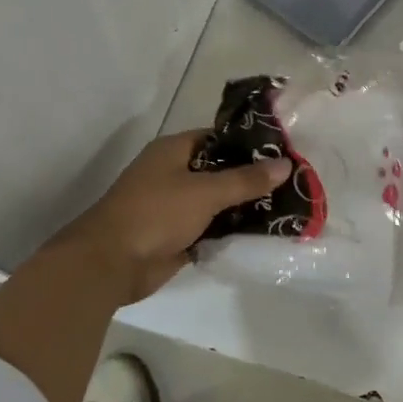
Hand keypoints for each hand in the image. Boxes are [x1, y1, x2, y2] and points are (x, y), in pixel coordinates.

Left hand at [48, 132, 291, 302]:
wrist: (110, 263)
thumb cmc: (155, 214)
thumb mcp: (205, 192)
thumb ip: (245, 180)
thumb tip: (285, 164)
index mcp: (173, 151)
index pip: (217, 138)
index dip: (248, 143)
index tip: (282, 151)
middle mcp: (172, 174)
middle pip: (219, 171)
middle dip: (251, 178)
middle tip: (292, 182)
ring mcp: (173, 207)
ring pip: (216, 202)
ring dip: (243, 207)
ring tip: (286, 207)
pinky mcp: (176, 236)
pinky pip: (210, 228)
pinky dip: (230, 230)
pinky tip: (262, 233)